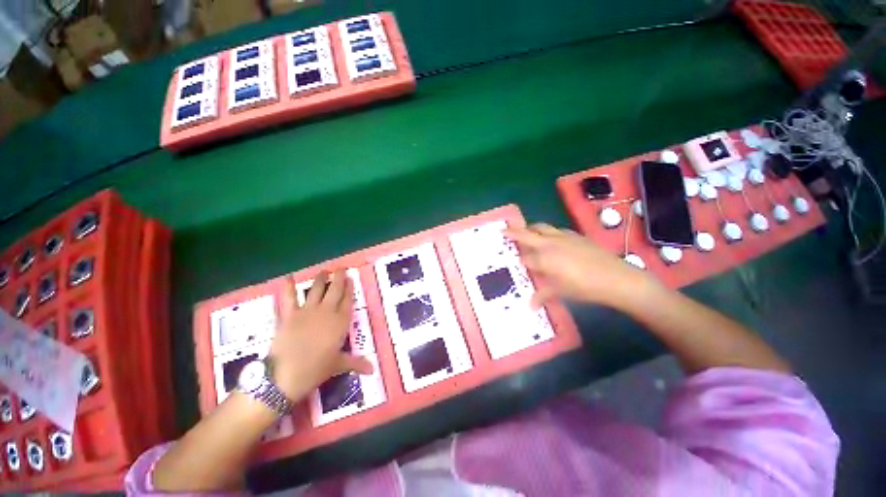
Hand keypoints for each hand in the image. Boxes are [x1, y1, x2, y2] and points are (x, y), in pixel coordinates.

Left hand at [268, 270, 372, 401]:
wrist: (286, 376)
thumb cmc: (316, 370)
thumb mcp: (338, 365)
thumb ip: (356, 362)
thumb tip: (373, 370)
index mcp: (340, 322)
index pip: (348, 301)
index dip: (350, 289)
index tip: (351, 279)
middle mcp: (326, 312)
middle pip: (335, 290)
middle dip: (339, 278)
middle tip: (341, 268)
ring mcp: (307, 312)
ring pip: (316, 290)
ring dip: (320, 279)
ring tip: (324, 270)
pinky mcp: (289, 315)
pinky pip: (288, 298)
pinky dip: (287, 287)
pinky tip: (287, 277)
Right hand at [504, 223, 661, 309]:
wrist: (615, 278)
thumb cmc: (583, 287)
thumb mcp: (560, 292)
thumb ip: (542, 296)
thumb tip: (530, 306)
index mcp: (543, 258)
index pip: (524, 257)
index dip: (518, 260)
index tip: (513, 261)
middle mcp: (549, 244)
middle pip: (527, 233)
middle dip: (513, 232)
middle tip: (504, 231)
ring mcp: (563, 237)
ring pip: (542, 227)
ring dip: (531, 228)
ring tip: (527, 232)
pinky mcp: (576, 236)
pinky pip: (556, 230)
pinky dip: (549, 232)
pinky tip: (552, 239)